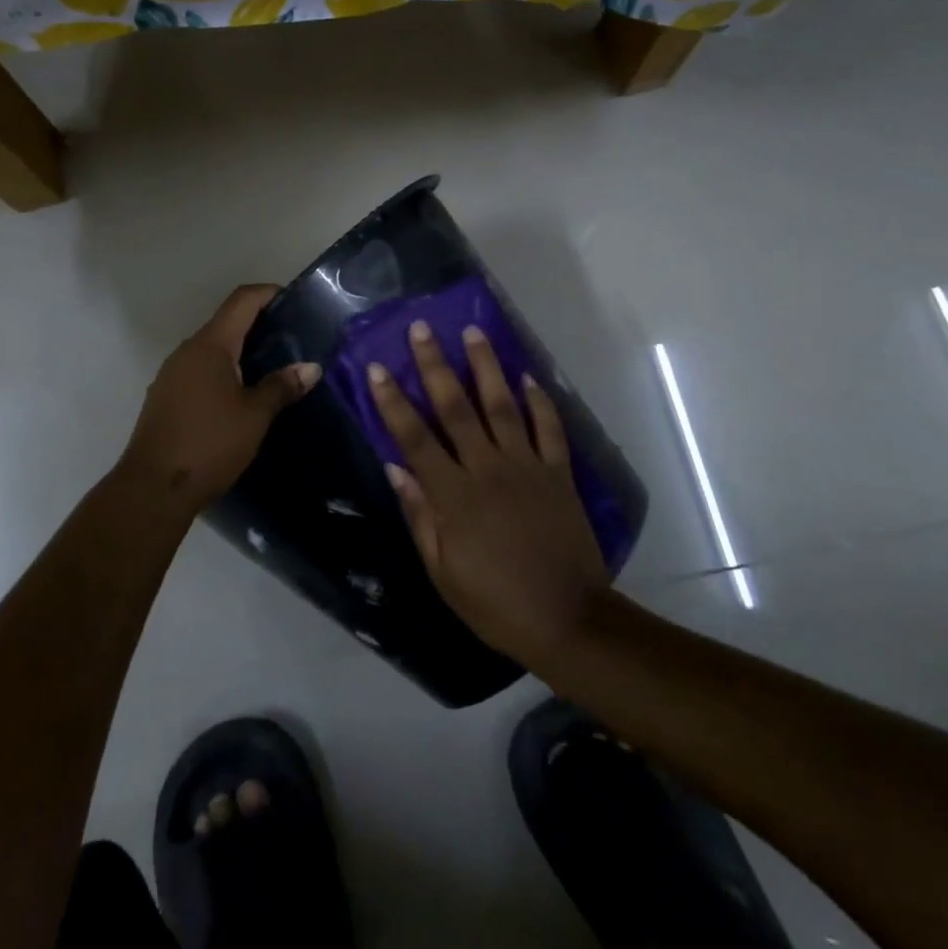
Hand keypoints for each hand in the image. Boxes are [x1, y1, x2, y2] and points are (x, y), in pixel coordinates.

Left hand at [120, 285, 319, 512]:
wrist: (153, 488)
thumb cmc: (209, 444)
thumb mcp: (254, 416)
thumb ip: (281, 386)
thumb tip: (310, 367)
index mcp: (210, 345)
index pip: (241, 301)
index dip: (269, 293)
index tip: (295, 301)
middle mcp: (187, 350)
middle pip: (226, 322)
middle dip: (259, 325)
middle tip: (293, 339)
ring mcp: (172, 374)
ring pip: (212, 349)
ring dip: (241, 351)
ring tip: (273, 368)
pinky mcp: (166, 397)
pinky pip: (200, 370)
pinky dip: (224, 371)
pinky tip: (242, 394)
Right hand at [368, 320, 608, 668]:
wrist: (569, 620)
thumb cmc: (496, 603)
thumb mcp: (443, 572)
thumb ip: (419, 515)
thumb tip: (394, 468)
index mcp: (454, 495)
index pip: (415, 438)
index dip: (394, 402)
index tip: (378, 368)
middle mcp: (488, 469)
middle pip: (456, 408)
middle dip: (435, 366)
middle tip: (422, 328)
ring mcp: (527, 467)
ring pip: (503, 406)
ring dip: (486, 367)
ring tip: (473, 331)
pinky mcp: (559, 473)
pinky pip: (549, 428)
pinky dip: (540, 401)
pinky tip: (528, 377)